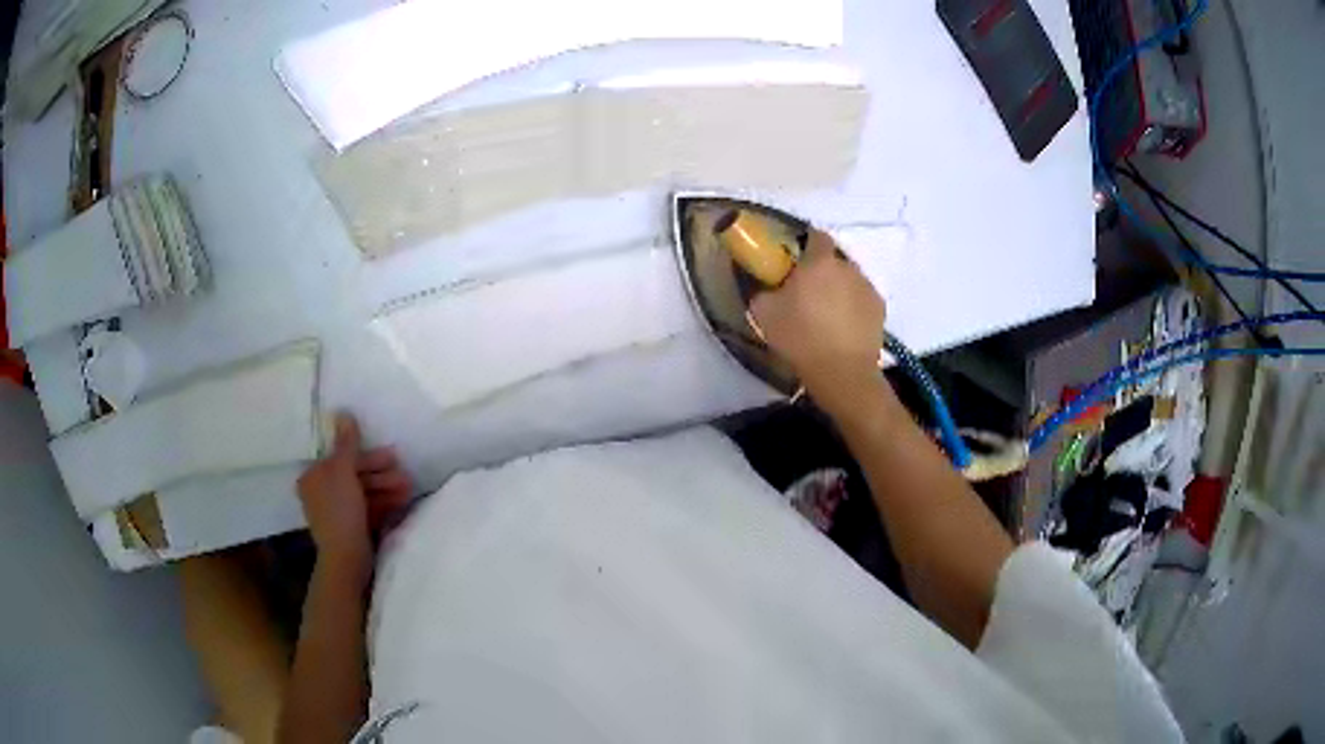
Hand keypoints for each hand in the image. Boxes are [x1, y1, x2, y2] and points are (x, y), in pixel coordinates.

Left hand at [297, 413, 412, 571]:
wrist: (346, 558)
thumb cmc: (340, 510)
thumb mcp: (343, 472)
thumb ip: (346, 443)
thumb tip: (343, 413)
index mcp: (314, 477)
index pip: (342, 459)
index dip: (367, 457)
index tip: (391, 456)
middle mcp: (322, 493)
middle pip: (354, 476)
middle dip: (381, 474)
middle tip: (404, 472)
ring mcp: (337, 512)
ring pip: (364, 493)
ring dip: (387, 488)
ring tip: (409, 488)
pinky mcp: (351, 528)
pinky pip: (368, 508)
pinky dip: (384, 503)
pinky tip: (403, 501)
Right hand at [750, 231, 885, 412]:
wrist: (842, 372)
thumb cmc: (800, 338)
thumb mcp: (764, 313)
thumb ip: (765, 290)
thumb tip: (769, 286)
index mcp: (819, 261)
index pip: (816, 236)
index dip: (805, 244)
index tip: (795, 260)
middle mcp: (847, 266)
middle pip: (833, 259)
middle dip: (822, 270)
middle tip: (807, 292)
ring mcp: (867, 286)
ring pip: (849, 279)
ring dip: (838, 288)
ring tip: (827, 313)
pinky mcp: (880, 308)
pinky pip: (862, 298)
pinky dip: (853, 306)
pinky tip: (843, 327)